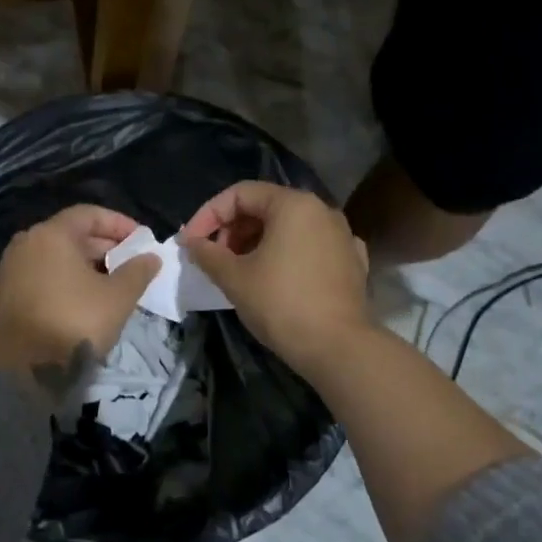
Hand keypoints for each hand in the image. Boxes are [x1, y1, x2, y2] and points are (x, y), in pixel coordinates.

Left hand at [0, 205, 159, 397]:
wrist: (25, 370)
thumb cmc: (76, 322)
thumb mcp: (118, 297)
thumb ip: (137, 271)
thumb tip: (150, 257)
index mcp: (50, 235)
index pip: (88, 215)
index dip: (118, 224)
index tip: (140, 238)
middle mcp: (22, 246)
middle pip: (66, 236)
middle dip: (99, 246)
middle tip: (126, 262)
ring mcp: (5, 273)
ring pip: (47, 260)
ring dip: (75, 267)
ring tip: (102, 283)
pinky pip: (31, 283)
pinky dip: (52, 285)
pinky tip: (66, 300)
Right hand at [180, 182, 370, 371]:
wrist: (337, 347)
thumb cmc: (281, 304)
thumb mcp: (234, 278)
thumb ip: (207, 254)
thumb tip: (192, 243)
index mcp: (293, 204)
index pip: (240, 194)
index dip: (208, 215)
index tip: (190, 243)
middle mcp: (322, 210)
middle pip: (266, 207)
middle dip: (233, 229)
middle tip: (214, 259)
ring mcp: (342, 235)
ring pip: (289, 228)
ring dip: (257, 243)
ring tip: (239, 271)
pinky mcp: (351, 262)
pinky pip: (310, 248)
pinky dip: (286, 256)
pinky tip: (276, 278)